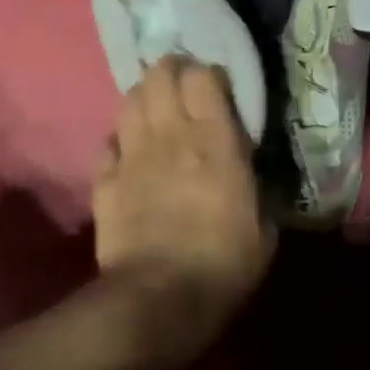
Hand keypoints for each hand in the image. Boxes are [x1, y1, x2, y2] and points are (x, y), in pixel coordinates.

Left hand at [93, 56, 274, 354]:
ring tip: (154, 108)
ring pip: (130, 99)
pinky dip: (120, 139)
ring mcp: (133, 153)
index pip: (202, 76)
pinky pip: (109, 141)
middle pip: (159, 75)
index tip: (215, 86)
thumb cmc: (223, 264)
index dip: (207, 73)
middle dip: (170, 71)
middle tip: (180, 84)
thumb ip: (254, 187)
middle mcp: (171, 134)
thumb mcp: (263, 228)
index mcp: (214, 140)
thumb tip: (248, 173)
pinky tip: (128, 150)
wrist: (159, 298)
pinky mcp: (105, 178)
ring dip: (143, 96)